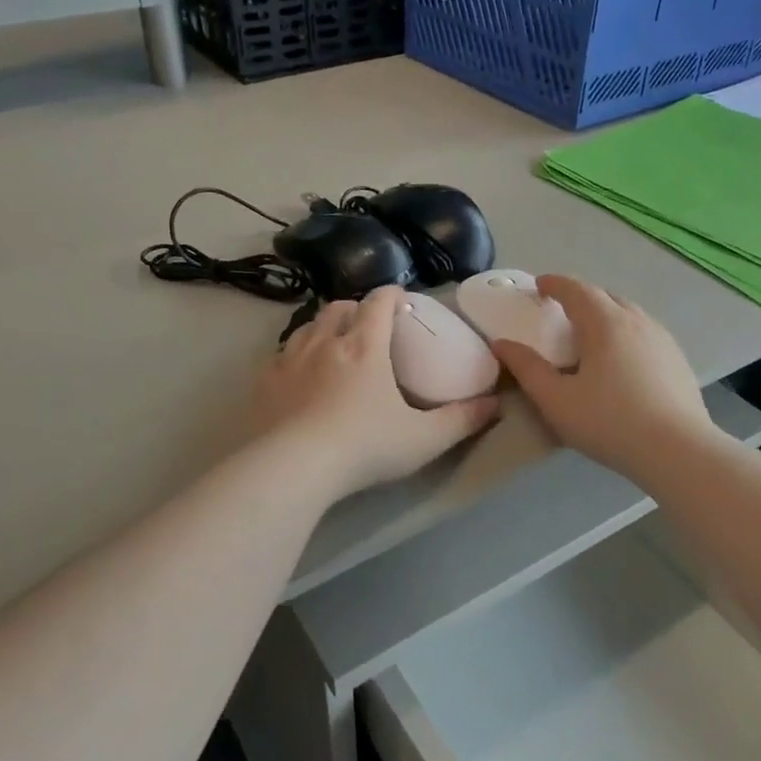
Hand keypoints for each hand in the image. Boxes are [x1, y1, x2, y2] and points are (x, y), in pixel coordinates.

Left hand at [252, 287, 498, 500]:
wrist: (293, 466)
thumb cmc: (365, 447)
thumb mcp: (423, 439)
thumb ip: (461, 420)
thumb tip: (496, 404)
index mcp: (365, 346)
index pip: (379, 302)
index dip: (391, 294)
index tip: (400, 298)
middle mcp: (326, 342)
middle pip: (340, 307)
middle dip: (356, 308)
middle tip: (367, 324)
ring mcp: (290, 359)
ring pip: (308, 326)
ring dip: (324, 327)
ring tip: (333, 343)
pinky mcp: (264, 381)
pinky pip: (281, 354)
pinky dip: (295, 354)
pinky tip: (298, 373)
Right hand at [490, 276, 713, 483]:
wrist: (678, 450)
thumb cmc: (610, 423)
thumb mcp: (556, 400)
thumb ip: (527, 369)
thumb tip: (502, 344)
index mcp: (605, 323)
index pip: (576, 290)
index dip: (555, 284)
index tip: (539, 285)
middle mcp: (637, 321)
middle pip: (605, 296)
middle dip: (580, 296)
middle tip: (561, 309)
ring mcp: (662, 339)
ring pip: (629, 313)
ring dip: (605, 312)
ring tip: (590, 331)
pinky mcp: (678, 359)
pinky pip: (645, 331)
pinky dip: (625, 331)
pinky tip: (621, 357)